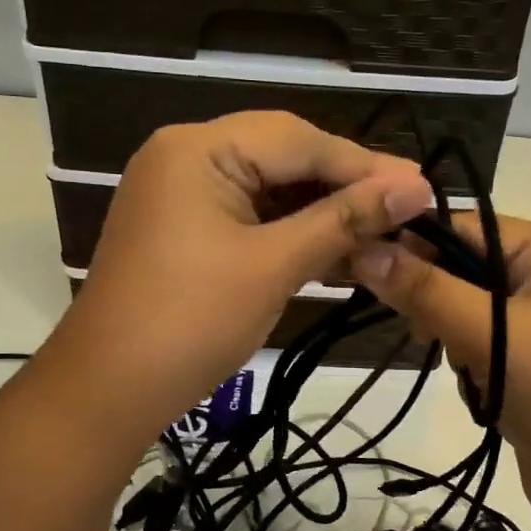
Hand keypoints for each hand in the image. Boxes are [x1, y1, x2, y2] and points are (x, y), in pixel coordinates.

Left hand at [48, 112, 434, 439]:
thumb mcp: (273, 265)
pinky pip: (252, 218)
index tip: (423, 188)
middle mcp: (187, 157)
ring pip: (271, 190)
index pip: (299, 139)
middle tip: (408, 211)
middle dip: (346, 188)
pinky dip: (293, 234)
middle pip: (285, 157)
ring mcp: (183, 195)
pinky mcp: (186, 231)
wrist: (108, 392)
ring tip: (384, 235)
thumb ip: (345, 220)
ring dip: (324, 214)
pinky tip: (338, 251)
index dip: (364, 165)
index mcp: (198, 148)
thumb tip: (417, 188)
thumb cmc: (191, 322)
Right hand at [351, 215, 530, 530]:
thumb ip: (426, 290)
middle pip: (468, 269)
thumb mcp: (494, 333)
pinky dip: (469, 365)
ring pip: (470, 313)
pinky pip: (484, 349)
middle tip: (418, 331)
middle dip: (436, 298)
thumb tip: (362, 249)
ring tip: (458, 365)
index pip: (470, 227)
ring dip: (452, 336)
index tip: (363, 268)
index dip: (416, 243)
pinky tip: (475, 388)